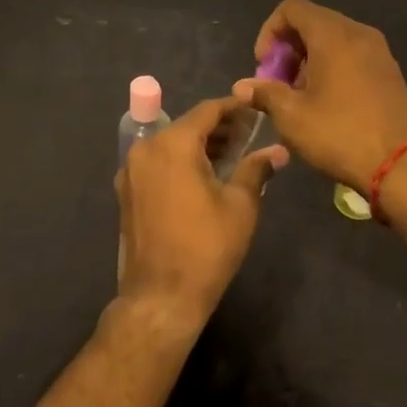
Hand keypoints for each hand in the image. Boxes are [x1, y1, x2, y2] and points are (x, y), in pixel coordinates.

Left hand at [115, 96, 287, 334]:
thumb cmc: (206, 247)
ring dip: (199, 145)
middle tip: (249, 134)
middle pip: (187, 126)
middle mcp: (146, 148)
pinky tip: (204, 175)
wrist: (161, 298)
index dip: (233, 108)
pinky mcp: (127, 192)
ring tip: (231, 154)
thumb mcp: (240, 205)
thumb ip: (256, 169)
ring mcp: (131, 170)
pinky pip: (158, 163)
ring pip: (171, 144)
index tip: (254, 107)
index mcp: (173, 144)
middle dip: (218, 128)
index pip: (207, 111)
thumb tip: (279, 152)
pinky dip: (180, 161)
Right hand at [232, 0, 406, 189]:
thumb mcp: (292, 117)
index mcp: (332, 34)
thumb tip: (242, 87)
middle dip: (288, 48)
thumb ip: (264, 94)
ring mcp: (378, 51)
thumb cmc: (341, 134)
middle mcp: (357, 33)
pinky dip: (332, 67)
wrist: (406, 167)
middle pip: (312, 21)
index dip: (270, 31)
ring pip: (332, 39)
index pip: (292, 7)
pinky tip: (326, 103)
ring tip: (300, 97)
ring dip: (309, 59)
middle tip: (278, 84)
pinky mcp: (389, 72)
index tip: (264, 66)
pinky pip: (352, 54)